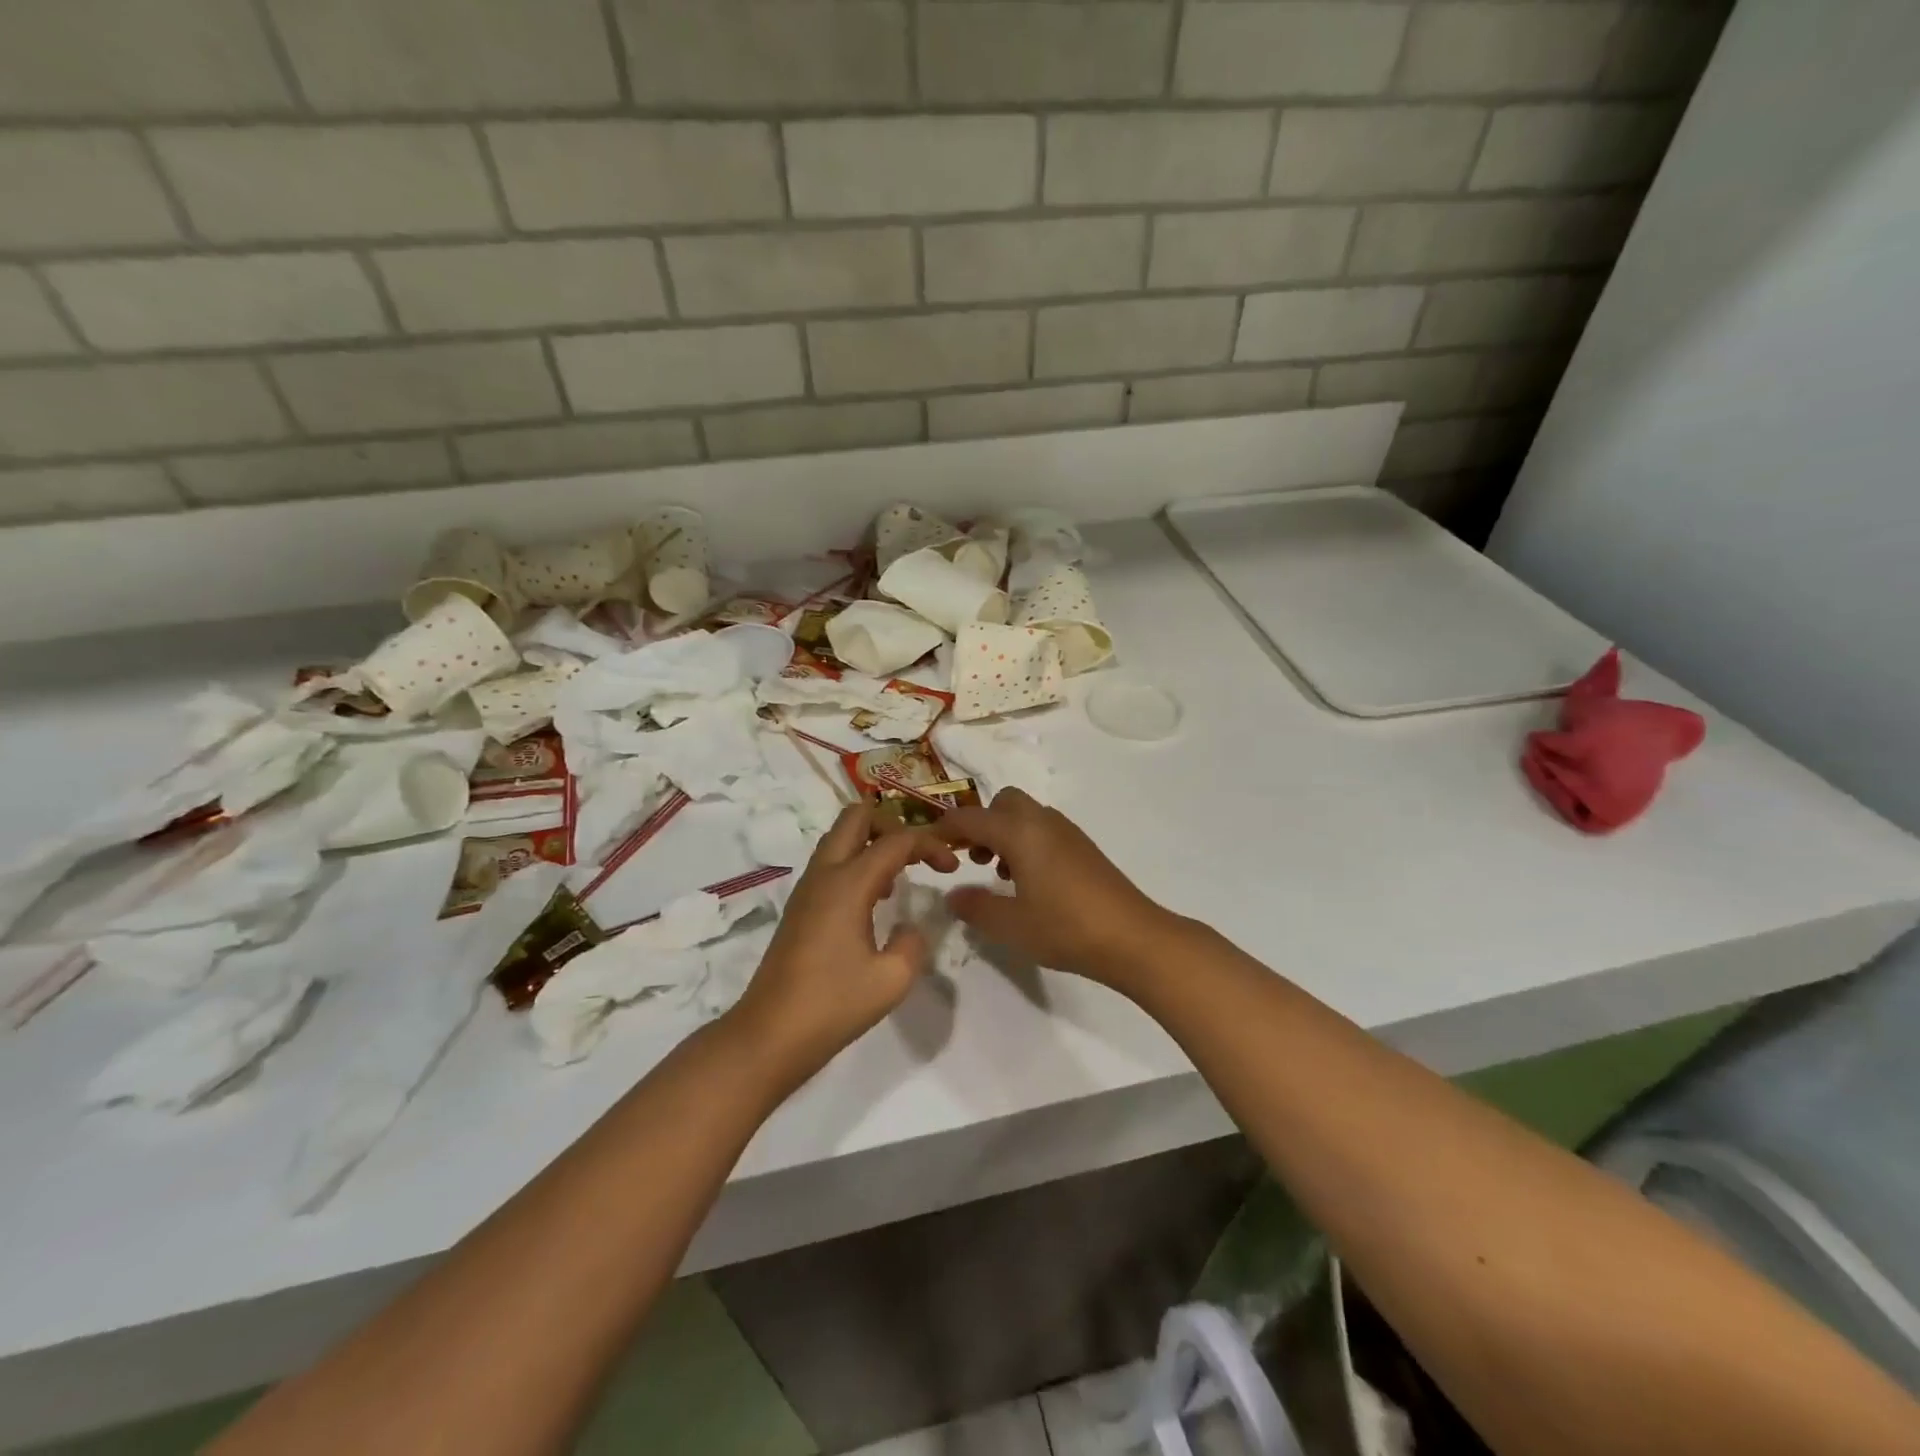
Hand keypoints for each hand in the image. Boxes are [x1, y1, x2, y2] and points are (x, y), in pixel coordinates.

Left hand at [728, 804, 958, 1082]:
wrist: (769, 1035)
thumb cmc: (832, 1006)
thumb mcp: (892, 980)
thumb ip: (912, 944)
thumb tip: (908, 928)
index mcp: (848, 884)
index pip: (896, 841)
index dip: (930, 845)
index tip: (952, 867)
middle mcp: (824, 874)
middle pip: (857, 817)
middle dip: (894, 824)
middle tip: (918, 854)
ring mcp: (807, 889)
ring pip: (840, 838)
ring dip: (873, 843)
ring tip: (900, 877)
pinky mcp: (800, 907)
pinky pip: (832, 863)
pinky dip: (857, 863)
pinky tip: (876, 900)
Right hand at [936, 790, 1176, 985]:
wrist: (1133, 937)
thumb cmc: (1066, 928)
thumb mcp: (1011, 925)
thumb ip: (976, 907)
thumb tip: (953, 895)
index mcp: (1020, 832)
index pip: (970, 818)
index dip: (944, 829)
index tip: (928, 846)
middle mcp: (1042, 821)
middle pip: (1002, 802)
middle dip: (981, 824)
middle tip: (972, 859)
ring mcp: (1067, 832)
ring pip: (1025, 815)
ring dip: (1004, 833)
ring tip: (999, 874)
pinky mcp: (1083, 847)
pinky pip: (1043, 829)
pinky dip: (1026, 842)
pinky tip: (1029, 882)